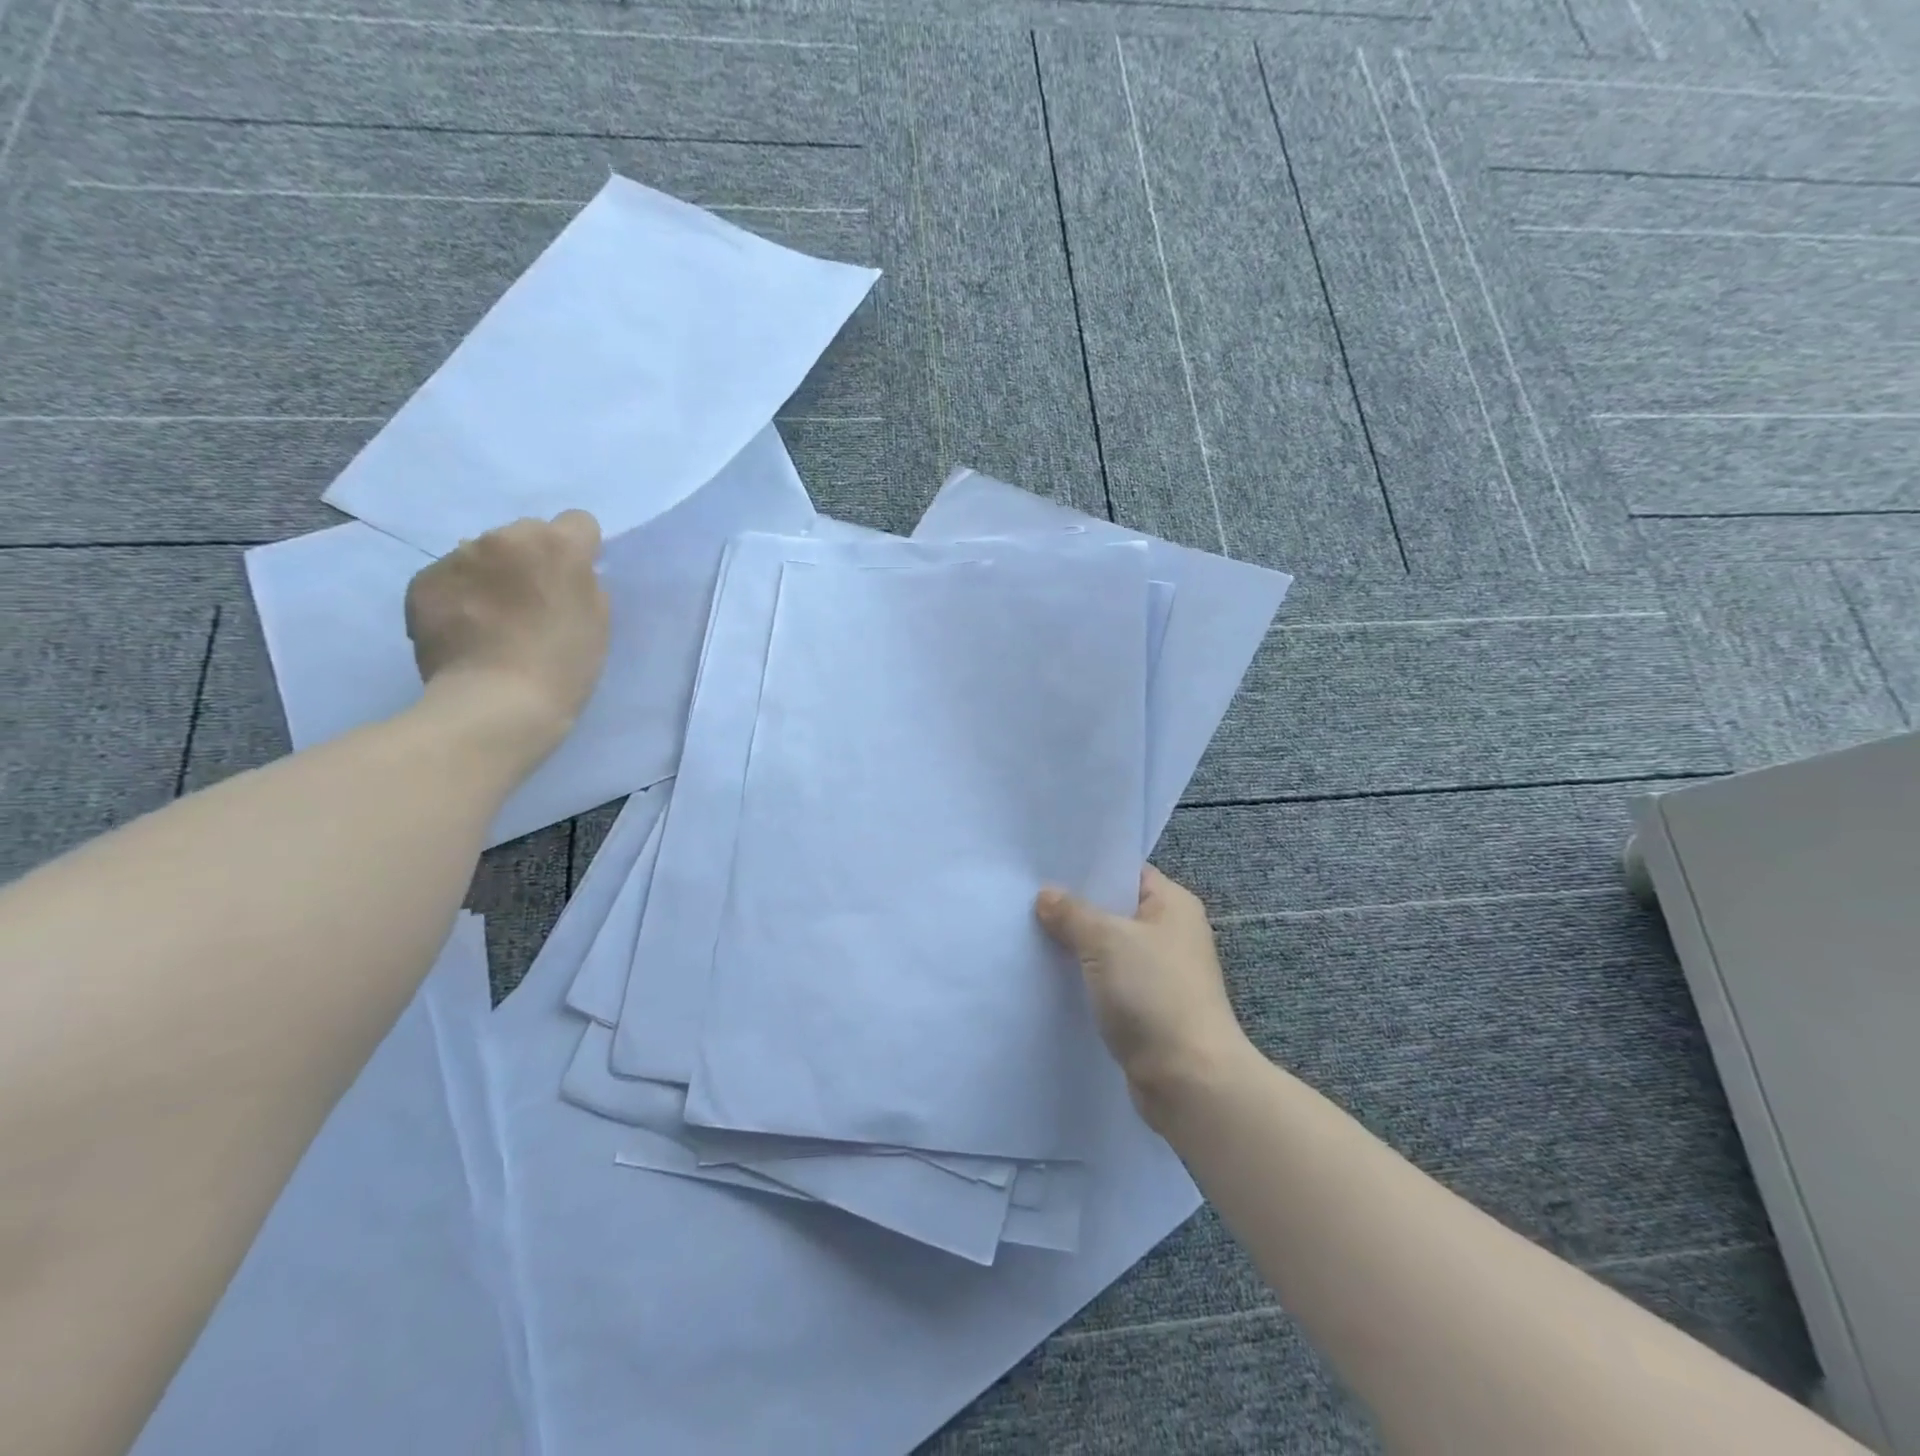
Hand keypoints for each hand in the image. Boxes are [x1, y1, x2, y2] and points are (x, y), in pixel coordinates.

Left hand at [404, 510, 610, 755]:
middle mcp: (504, 538)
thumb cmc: (564, 666)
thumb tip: (568, 576)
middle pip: (526, 534)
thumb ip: (586, 586)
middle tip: (533, 604)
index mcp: (557, 545)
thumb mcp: (598, 622)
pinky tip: (466, 631)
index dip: (581, 551)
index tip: (575, 582)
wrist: (497, 704)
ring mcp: (457, 558)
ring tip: (494, 621)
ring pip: (484, 554)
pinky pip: (449, 578)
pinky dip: (459, 597)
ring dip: (492, 576)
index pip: (578, 522)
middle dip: (530, 561)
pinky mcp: (422, 582)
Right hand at [1036, 866, 1251, 1127]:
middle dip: (1074, 908)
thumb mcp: (1106, 941)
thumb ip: (1072, 913)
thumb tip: (1047, 895)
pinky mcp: (1147, 1009)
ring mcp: (1160, 974)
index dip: (1088, 869)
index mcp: (1173, 905)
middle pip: (1114, 910)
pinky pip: (1107, 982)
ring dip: (1075, 947)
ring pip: (1108, 949)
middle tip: (1026, 899)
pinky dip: (1083, 979)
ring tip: (1028, 934)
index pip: (1126, 871)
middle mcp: (1171, 934)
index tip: (1045, 867)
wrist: (1189, 1080)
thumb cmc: (1154, 994)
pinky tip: (1048, 975)